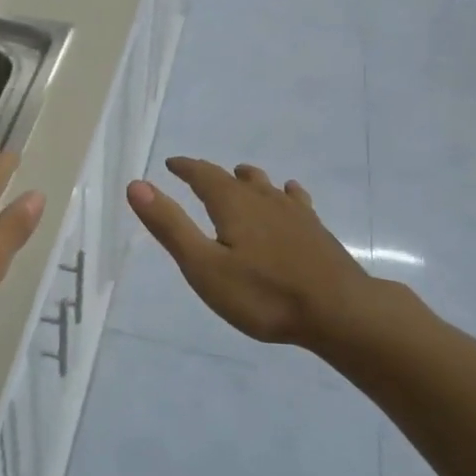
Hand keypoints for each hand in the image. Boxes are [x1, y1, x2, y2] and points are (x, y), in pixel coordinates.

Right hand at [127, 158, 421, 347]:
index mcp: (232, 203)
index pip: (203, 174)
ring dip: (248, 179)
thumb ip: (170, 226)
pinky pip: (294, 199)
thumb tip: (136, 185)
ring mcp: (293, 212)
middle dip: (213, 174)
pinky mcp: (315, 230)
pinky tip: (290, 196)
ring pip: (265, 185)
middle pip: (234, 177)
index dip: (185, 168)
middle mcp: (262, 198)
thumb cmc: (264, 294)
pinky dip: (284, 193)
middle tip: (198, 175)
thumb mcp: (204, 266)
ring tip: (241, 176)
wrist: (340, 311)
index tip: (172, 164)